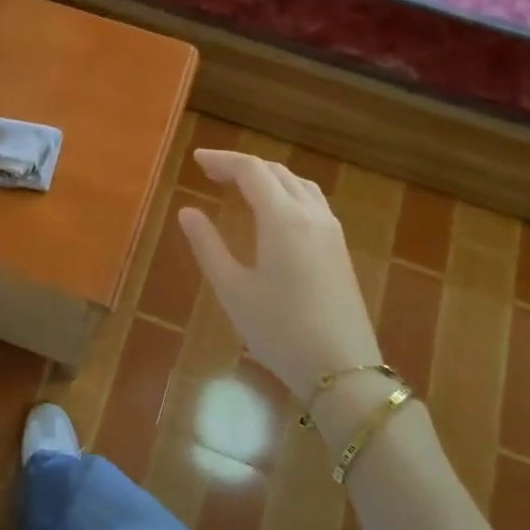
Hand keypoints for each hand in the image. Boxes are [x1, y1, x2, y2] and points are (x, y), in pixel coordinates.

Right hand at [178, 150, 383, 410]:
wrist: (342, 369)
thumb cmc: (279, 330)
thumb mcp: (232, 289)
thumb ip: (207, 245)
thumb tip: (187, 211)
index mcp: (282, 219)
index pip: (251, 171)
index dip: (222, 160)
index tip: (196, 160)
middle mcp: (311, 215)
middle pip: (276, 172)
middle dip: (242, 166)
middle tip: (211, 172)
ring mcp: (331, 231)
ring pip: (298, 184)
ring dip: (267, 176)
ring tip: (240, 186)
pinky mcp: (339, 249)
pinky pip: (312, 201)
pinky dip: (286, 192)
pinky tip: (273, 211)